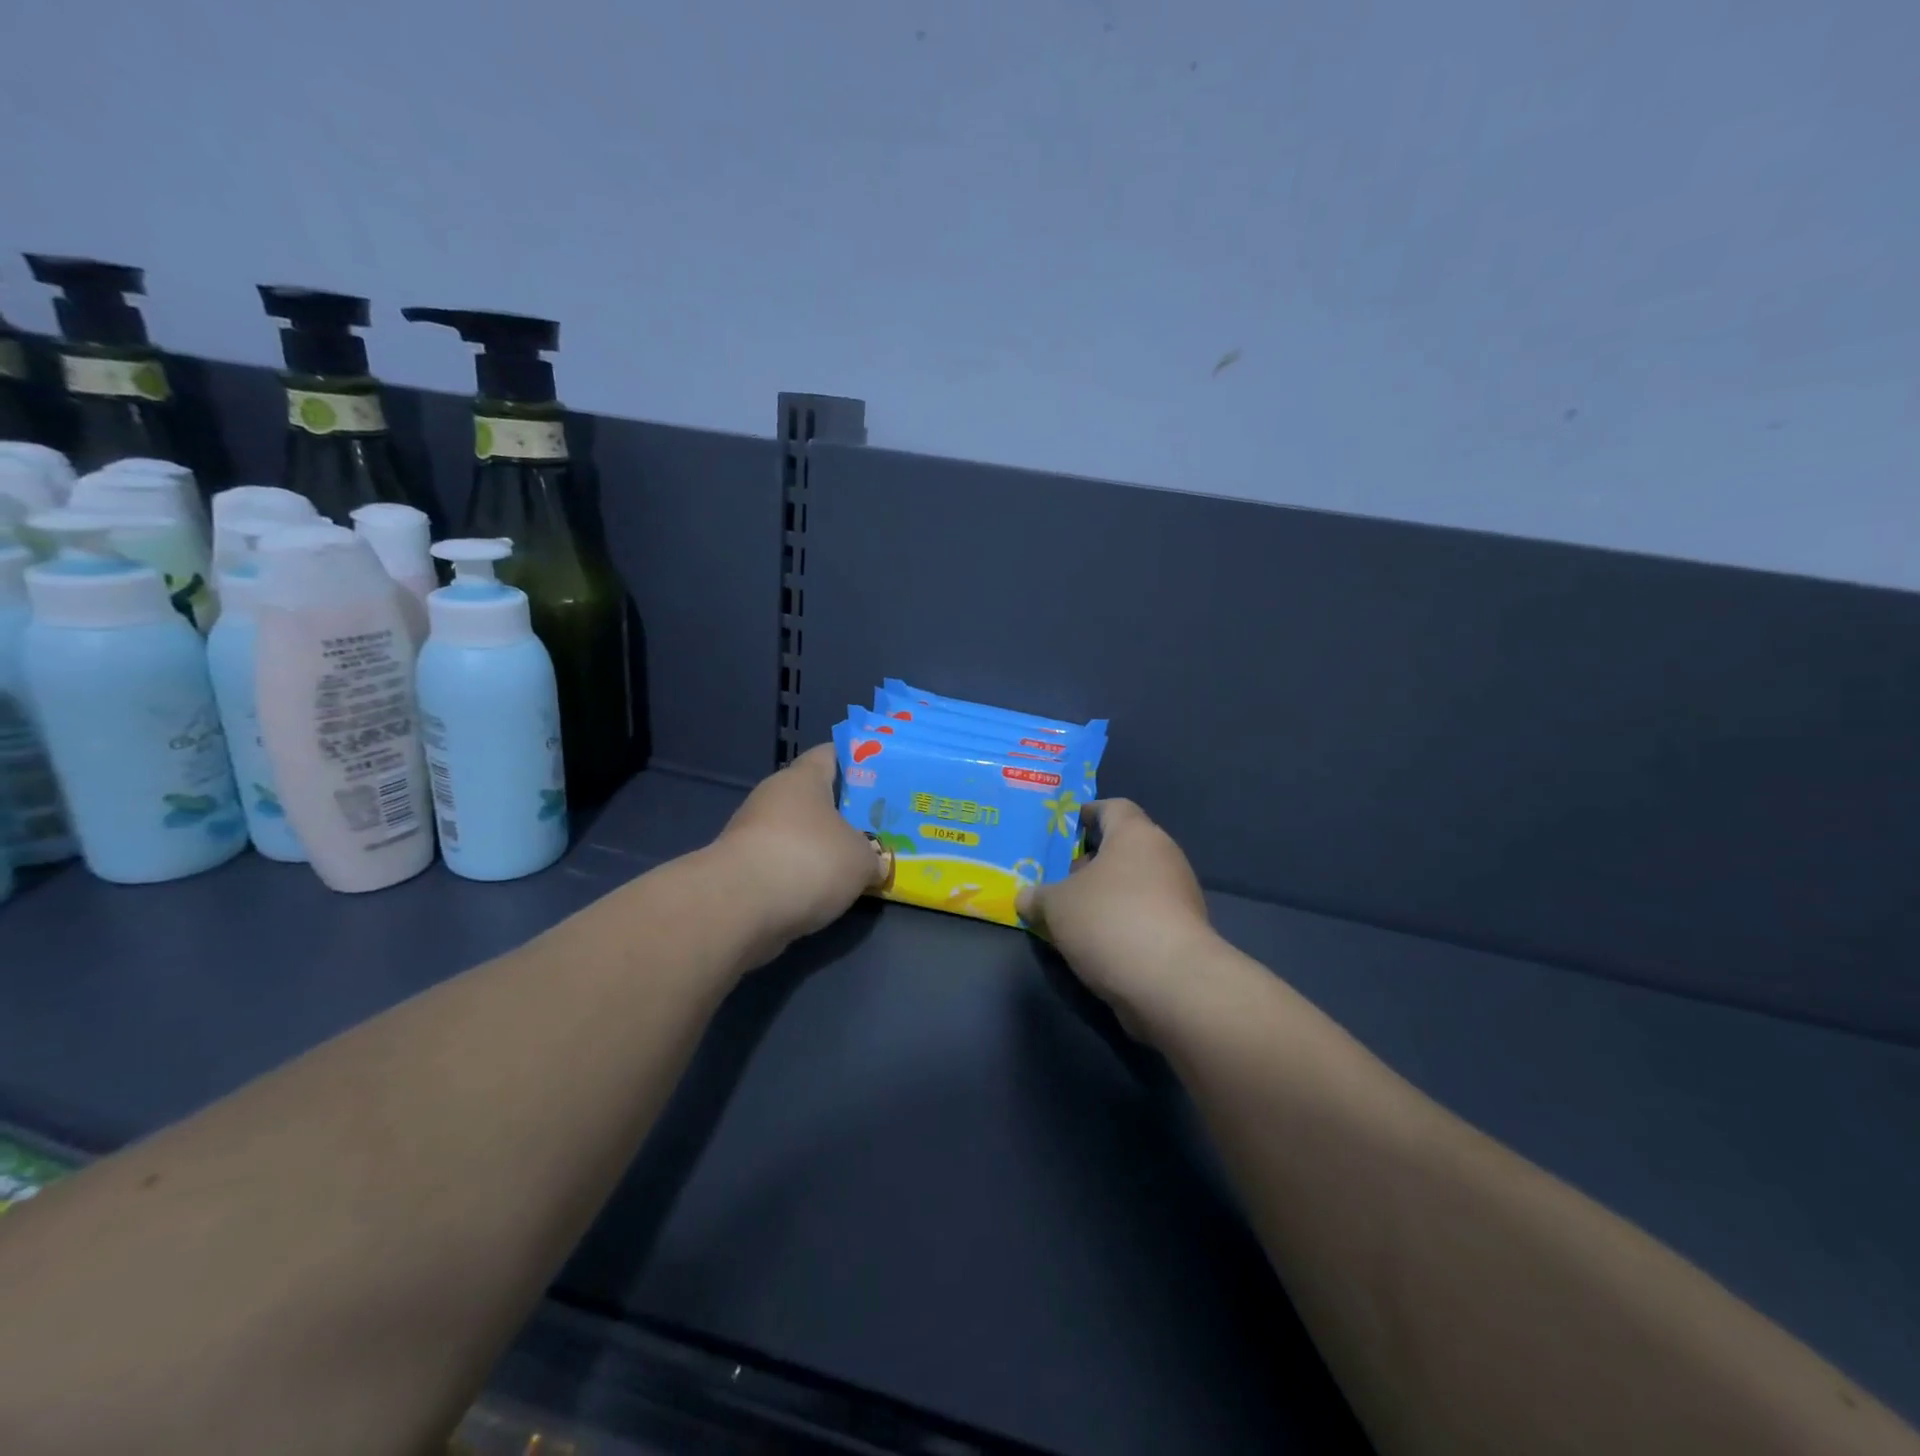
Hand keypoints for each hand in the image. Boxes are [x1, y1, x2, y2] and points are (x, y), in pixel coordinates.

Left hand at [711, 744, 888, 962]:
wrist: (739, 909)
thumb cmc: (808, 860)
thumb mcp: (860, 859)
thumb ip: (872, 857)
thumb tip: (874, 864)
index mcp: (802, 778)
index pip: (830, 754)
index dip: (856, 761)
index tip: (881, 774)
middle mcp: (773, 798)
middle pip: (814, 798)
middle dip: (843, 812)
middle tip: (878, 826)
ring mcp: (752, 834)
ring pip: (798, 834)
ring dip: (821, 848)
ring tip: (856, 865)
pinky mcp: (742, 871)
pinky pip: (783, 866)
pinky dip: (802, 877)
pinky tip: (826, 893)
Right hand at [1017, 799, 1216, 1029]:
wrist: (1172, 983)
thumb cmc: (1110, 921)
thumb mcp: (1056, 905)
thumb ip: (1038, 896)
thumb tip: (1027, 897)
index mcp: (1136, 834)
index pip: (1113, 807)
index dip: (1088, 813)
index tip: (1065, 827)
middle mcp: (1164, 856)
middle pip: (1124, 848)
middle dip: (1091, 862)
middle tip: (1059, 877)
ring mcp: (1179, 895)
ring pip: (1134, 884)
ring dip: (1106, 895)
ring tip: (1072, 914)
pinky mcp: (1184, 932)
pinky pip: (1145, 915)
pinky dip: (1122, 921)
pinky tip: (1096, 942)